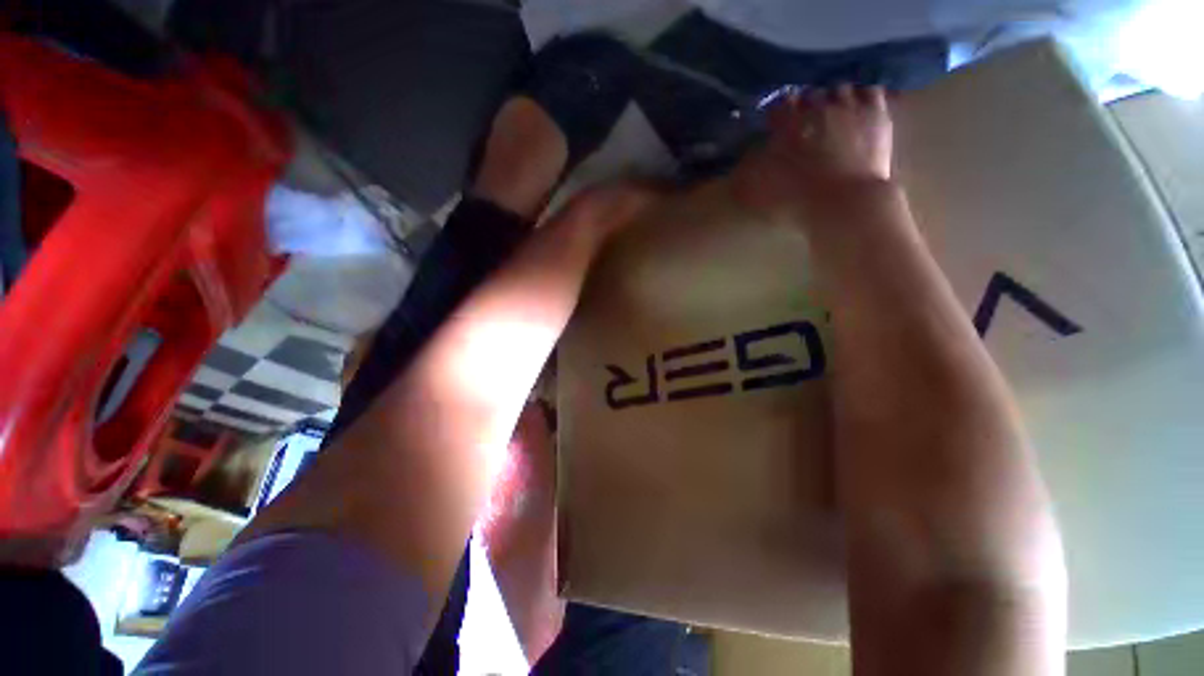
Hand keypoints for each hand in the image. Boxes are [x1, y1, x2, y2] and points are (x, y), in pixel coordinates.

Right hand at [733, 84, 893, 222]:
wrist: (847, 205)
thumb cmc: (800, 202)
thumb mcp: (764, 194)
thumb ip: (750, 178)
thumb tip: (740, 170)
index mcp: (789, 128)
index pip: (779, 109)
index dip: (777, 113)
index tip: (776, 121)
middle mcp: (817, 110)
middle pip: (810, 95)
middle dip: (807, 105)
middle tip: (806, 119)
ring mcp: (850, 109)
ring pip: (840, 88)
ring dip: (835, 98)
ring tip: (835, 111)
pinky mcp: (878, 115)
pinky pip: (872, 91)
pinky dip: (864, 95)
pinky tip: (862, 104)